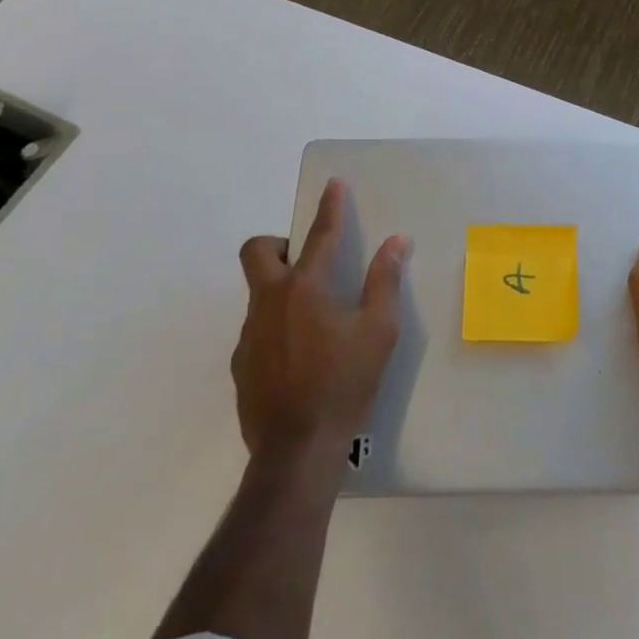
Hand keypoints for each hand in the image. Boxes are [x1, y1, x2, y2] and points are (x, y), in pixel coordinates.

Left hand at [233, 179, 408, 463]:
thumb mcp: (378, 332)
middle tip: (305, 260)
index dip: (329, 207)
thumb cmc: (343, 385)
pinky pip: (256, 329)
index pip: (319, 235)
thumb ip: (384, 282)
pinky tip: (298, 356)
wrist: (296, 453)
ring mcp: (249, 334)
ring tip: (312, 319)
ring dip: (279, 289)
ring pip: (257, 292)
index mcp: (304, 288)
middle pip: (257, 251)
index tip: (333, 185)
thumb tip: (397, 242)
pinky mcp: (241, 365)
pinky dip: (275, 327)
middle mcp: (270, 301)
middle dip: (278, 243)